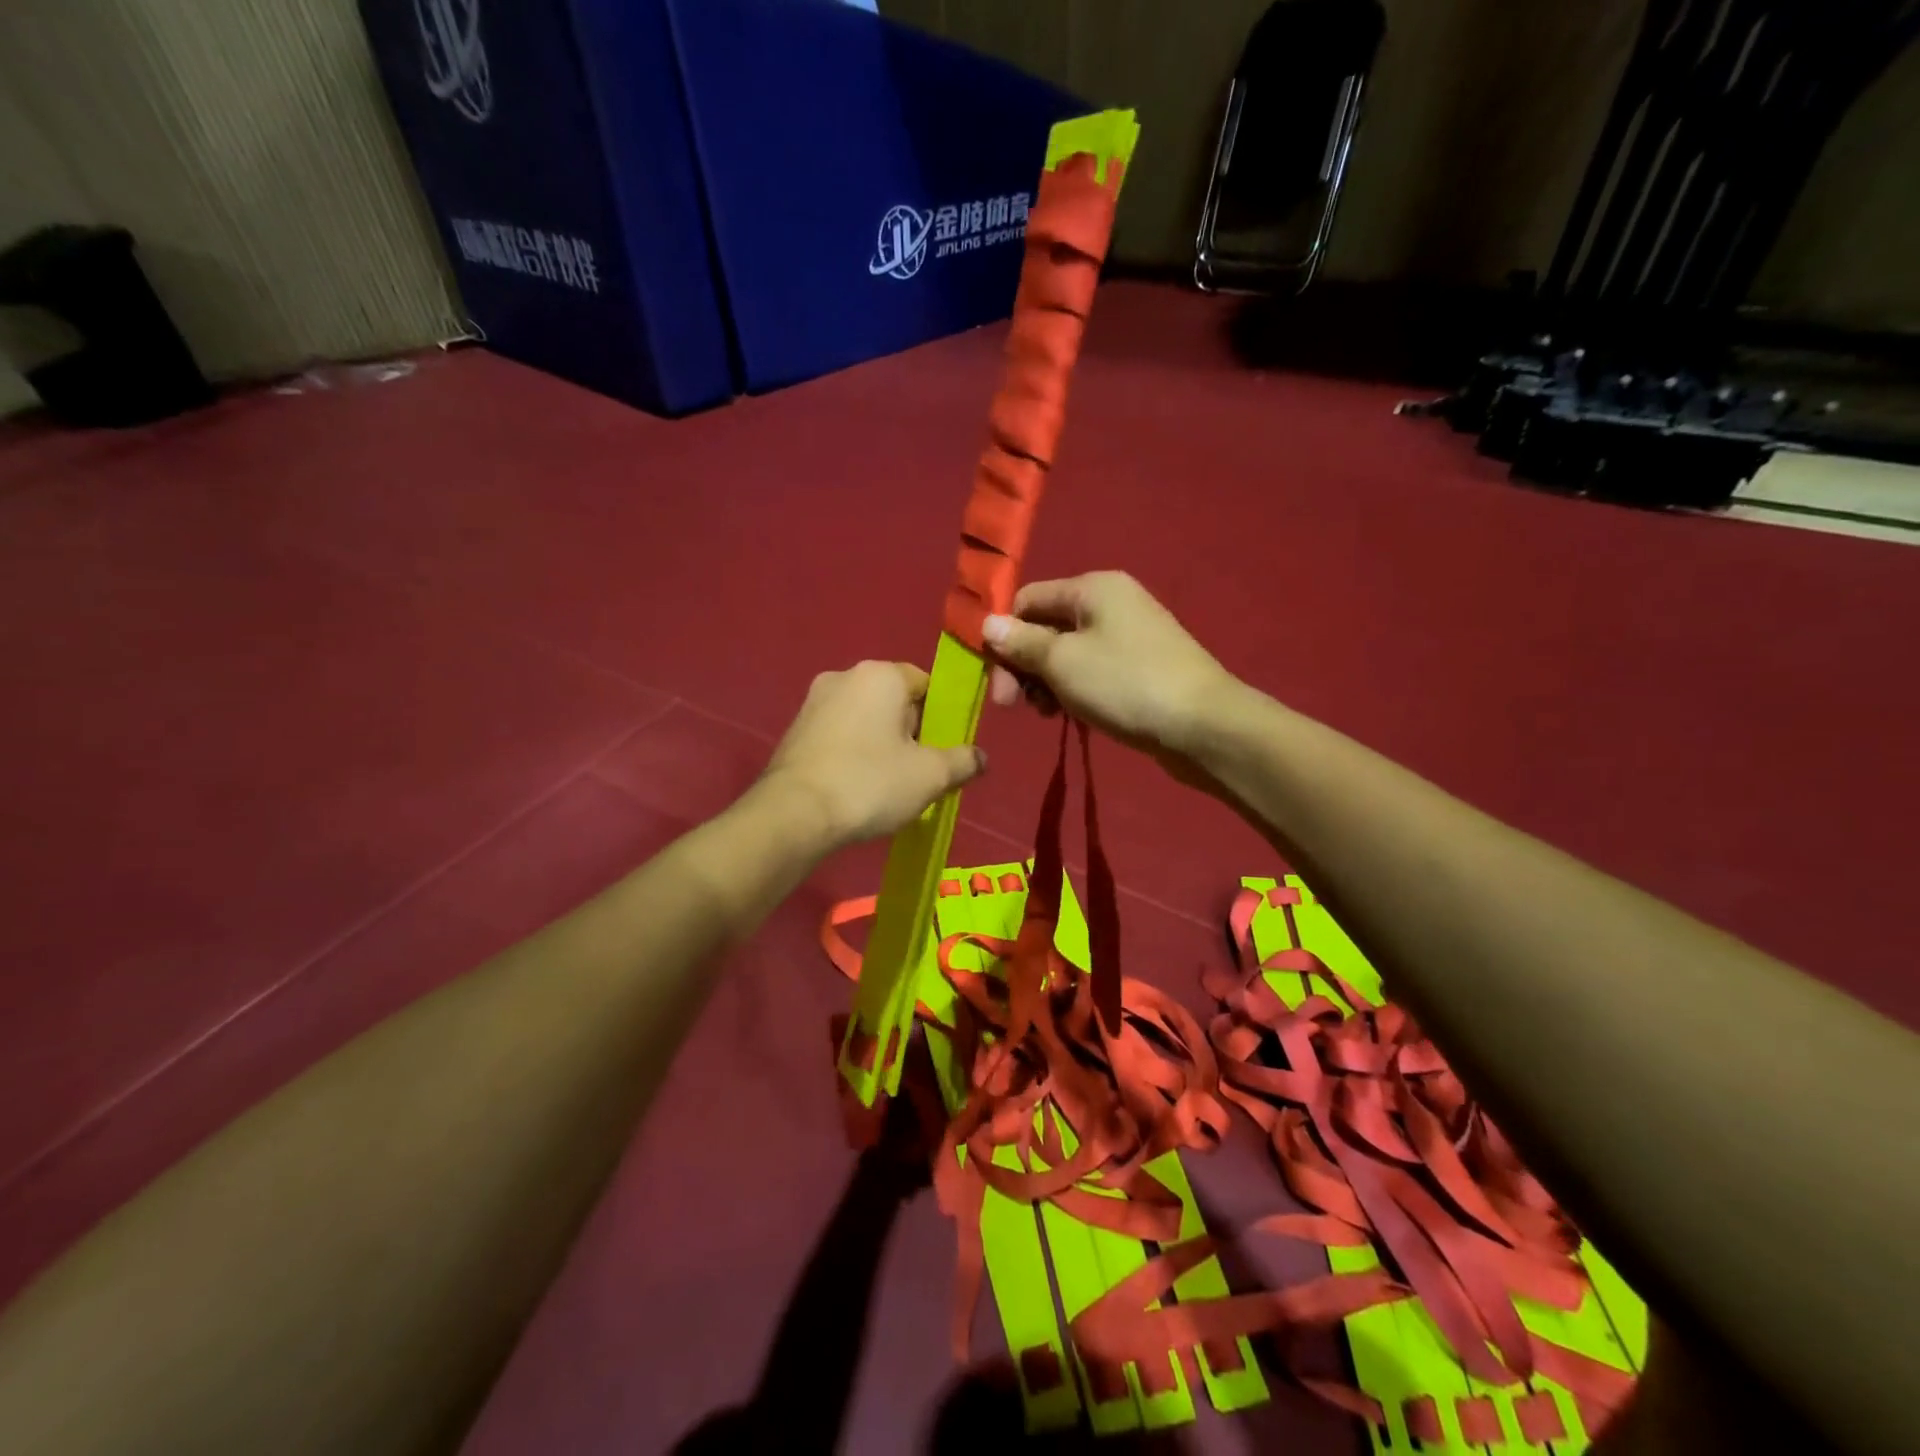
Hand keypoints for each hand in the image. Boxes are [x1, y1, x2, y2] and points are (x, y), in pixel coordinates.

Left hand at [762, 661, 985, 847]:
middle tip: (919, 772)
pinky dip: (854, 753)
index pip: (926, 683)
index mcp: (881, 675)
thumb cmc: (870, 783)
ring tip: (887, 785)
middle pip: (895, 700)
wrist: (794, 814)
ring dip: (881, 744)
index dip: (942, 716)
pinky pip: (840, 734)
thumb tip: (981, 757)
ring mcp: (814, 701)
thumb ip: (963, 761)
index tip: (943, 750)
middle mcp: (845, 676)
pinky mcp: (795, 729)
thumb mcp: (931, 776)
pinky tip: (857, 786)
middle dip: (911, 732)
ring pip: (865, 718)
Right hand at [983, 572, 1240, 766]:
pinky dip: (1073, 691)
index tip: (994, 678)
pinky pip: (1092, 671)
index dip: (1003, 635)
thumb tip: (987, 624)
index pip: (1027, 599)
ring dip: (1046, 682)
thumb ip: (1021, 642)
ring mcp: (1129, 636)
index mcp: (1092, 588)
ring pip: (1067, 654)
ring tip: (1047, 714)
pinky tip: (1070, 716)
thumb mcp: (1062, 662)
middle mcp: (1111, 603)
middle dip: (1023, 665)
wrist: (1202, 725)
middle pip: (1046, 627)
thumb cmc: (1125, 684)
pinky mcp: (1140, 668)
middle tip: (1012, 706)